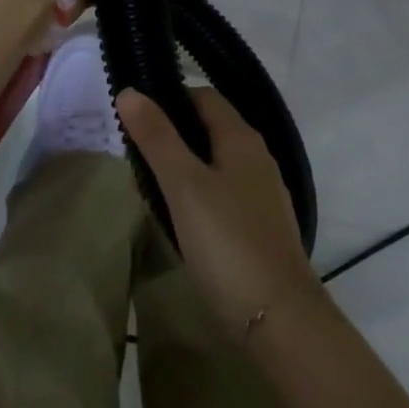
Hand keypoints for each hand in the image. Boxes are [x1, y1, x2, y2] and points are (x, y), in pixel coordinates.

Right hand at [116, 87, 322, 340]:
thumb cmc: (227, 241)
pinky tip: (180, 215)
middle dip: (174, 132)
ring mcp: (262, 192)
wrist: (279, 316)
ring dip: (185, 164)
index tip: (135, 114)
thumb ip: (157, 138)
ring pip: (217, 162)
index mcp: (241, 138)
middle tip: (134, 151)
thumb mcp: (184, 185)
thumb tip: (129, 91)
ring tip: (149, 182)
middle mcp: (257, 157)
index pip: (204, 97)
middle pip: (211, 128)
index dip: (170, 98)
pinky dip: (200, 192)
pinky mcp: (261, 225)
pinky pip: (225, 192)